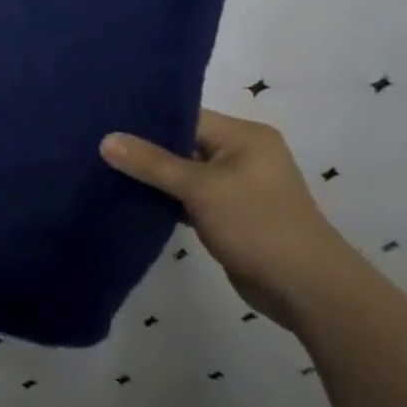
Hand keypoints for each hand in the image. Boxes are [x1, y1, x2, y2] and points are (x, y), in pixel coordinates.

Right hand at [101, 109, 355, 329]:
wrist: (307, 290)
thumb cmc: (257, 225)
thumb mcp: (199, 188)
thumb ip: (151, 162)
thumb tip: (106, 140)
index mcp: (245, 136)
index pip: (186, 116)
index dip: (146, 119)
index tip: (105, 120)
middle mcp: (244, 154)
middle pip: (183, 142)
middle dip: (145, 148)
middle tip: (98, 144)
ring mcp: (238, 186)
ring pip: (184, 171)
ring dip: (154, 176)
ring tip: (107, 168)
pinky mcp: (231, 214)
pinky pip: (190, 196)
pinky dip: (167, 198)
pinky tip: (133, 197)